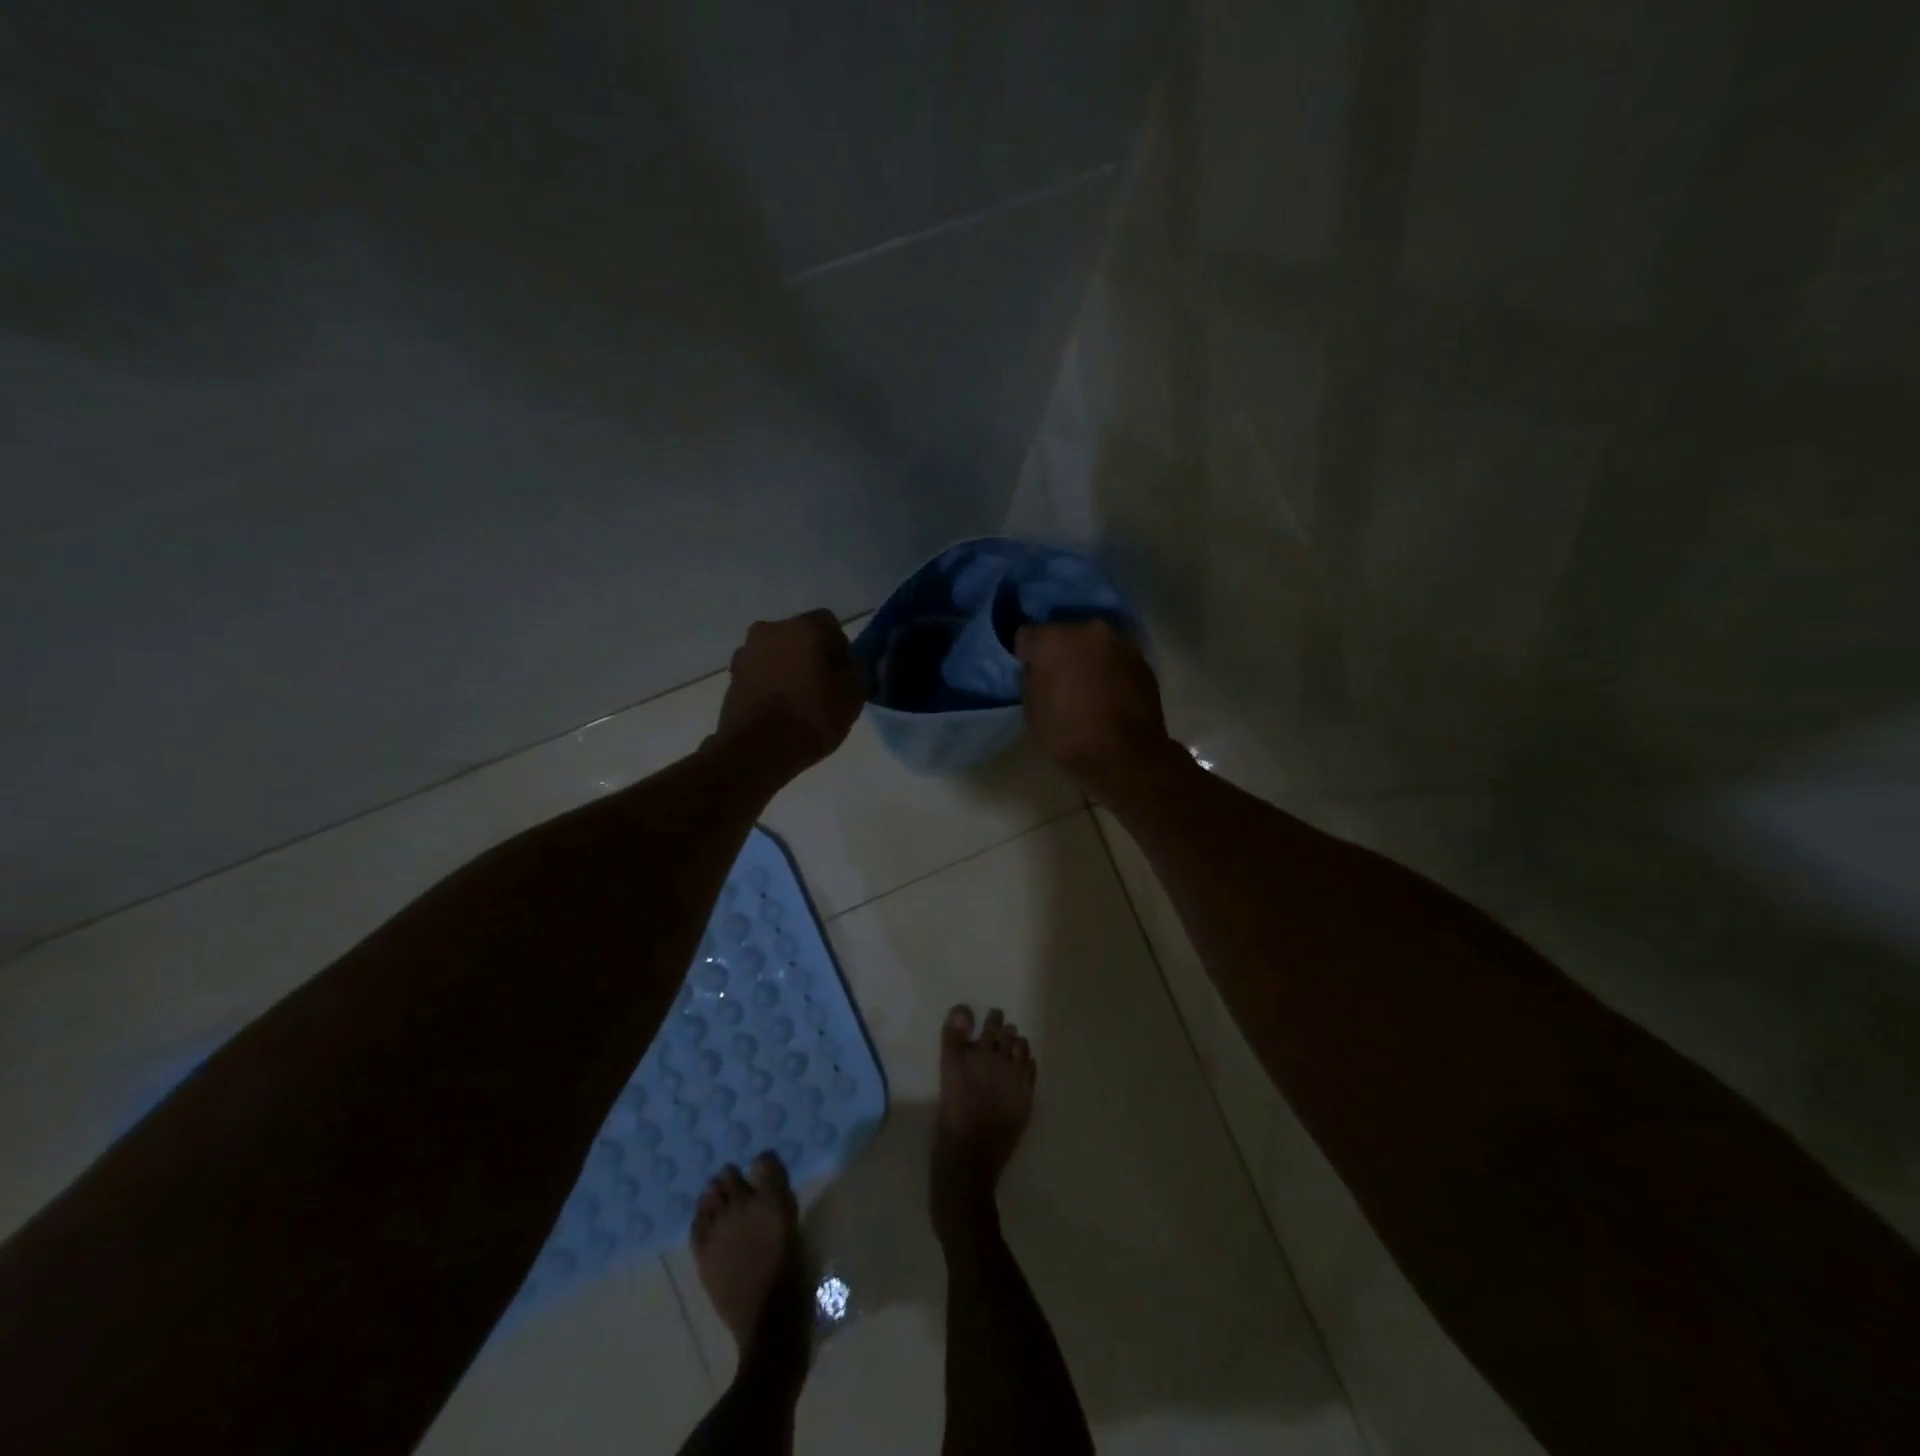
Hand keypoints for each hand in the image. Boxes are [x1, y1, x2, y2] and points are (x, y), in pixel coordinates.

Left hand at [714, 610, 864, 778]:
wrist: (755, 752)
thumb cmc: (811, 718)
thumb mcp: (853, 697)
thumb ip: (856, 671)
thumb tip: (847, 663)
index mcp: (804, 627)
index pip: (830, 624)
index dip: (840, 649)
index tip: (843, 676)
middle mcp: (771, 629)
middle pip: (800, 637)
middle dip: (812, 655)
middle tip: (822, 688)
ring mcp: (746, 652)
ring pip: (777, 654)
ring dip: (788, 668)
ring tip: (798, 702)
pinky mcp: (731, 677)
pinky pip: (760, 673)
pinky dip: (770, 684)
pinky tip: (778, 710)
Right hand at [1015, 620, 1171, 789]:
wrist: (1126, 754)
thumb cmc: (1069, 734)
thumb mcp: (1032, 711)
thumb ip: (1032, 679)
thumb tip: (1039, 670)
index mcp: (1053, 640)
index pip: (1027, 635)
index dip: (1026, 655)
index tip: (1029, 671)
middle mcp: (1087, 629)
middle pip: (1064, 633)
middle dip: (1059, 651)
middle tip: (1059, 678)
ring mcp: (1119, 642)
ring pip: (1093, 643)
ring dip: (1087, 658)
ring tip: (1087, 687)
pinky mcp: (1142, 659)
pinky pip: (1115, 658)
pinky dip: (1109, 669)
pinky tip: (1109, 693)